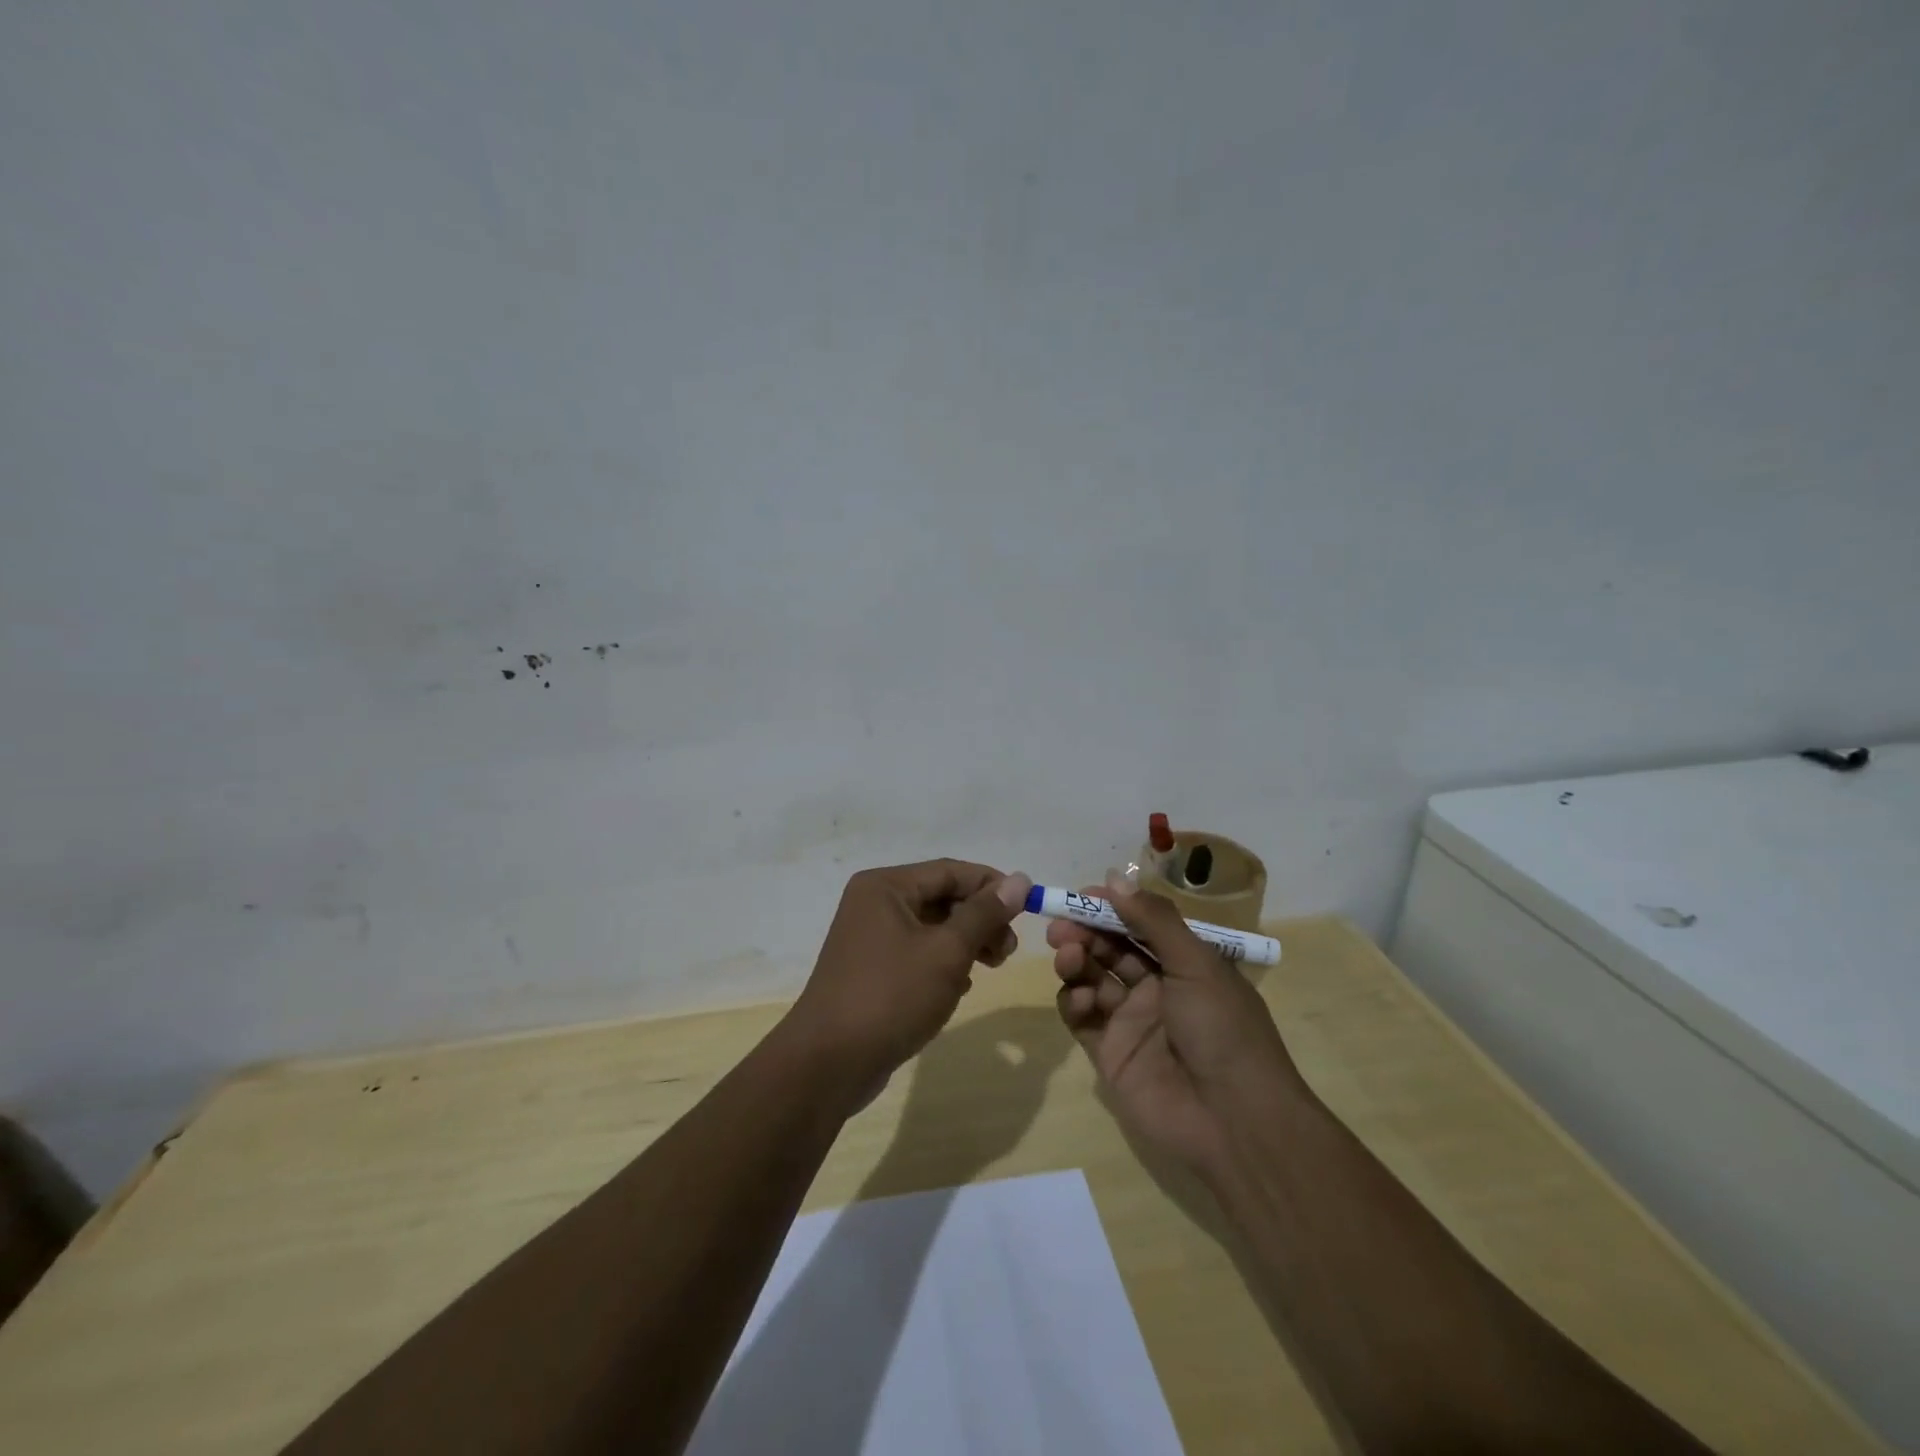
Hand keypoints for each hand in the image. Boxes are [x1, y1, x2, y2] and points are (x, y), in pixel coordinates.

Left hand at [784, 860, 1031, 1105]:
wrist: (829, 1063)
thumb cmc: (891, 996)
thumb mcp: (946, 952)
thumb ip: (984, 914)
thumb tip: (1019, 880)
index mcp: (886, 886)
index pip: (951, 871)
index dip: (992, 885)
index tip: (1028, 908)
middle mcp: (875, 903)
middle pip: (942, 897)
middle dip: (980, 919)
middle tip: (1008, 950)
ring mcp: (870, 937)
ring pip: (932, 927)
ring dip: (966, 942)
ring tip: (992, 967)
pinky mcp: (872, 969)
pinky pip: (918, 952)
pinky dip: (944, 963)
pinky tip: (961, 987)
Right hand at [1050, 872, 1301, 1174]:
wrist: (1234, 1120)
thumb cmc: (1223, 1029)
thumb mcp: (1196, 964)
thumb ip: (1153, 920)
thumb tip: (1114, 877)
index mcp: (1184, 964)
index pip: (1140, 925)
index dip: (1111, 908)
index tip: (1082, 895)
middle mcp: (1157, 988)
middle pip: (1110, 949)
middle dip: (1085, 932)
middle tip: (1061, 926)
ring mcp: (1131, 1021)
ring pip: (1091, 979)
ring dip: (1076, 962)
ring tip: (1068, 956)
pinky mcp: (1110, 1053)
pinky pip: (1082, 1018)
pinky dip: (1073, 1002)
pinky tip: (1078, 999)